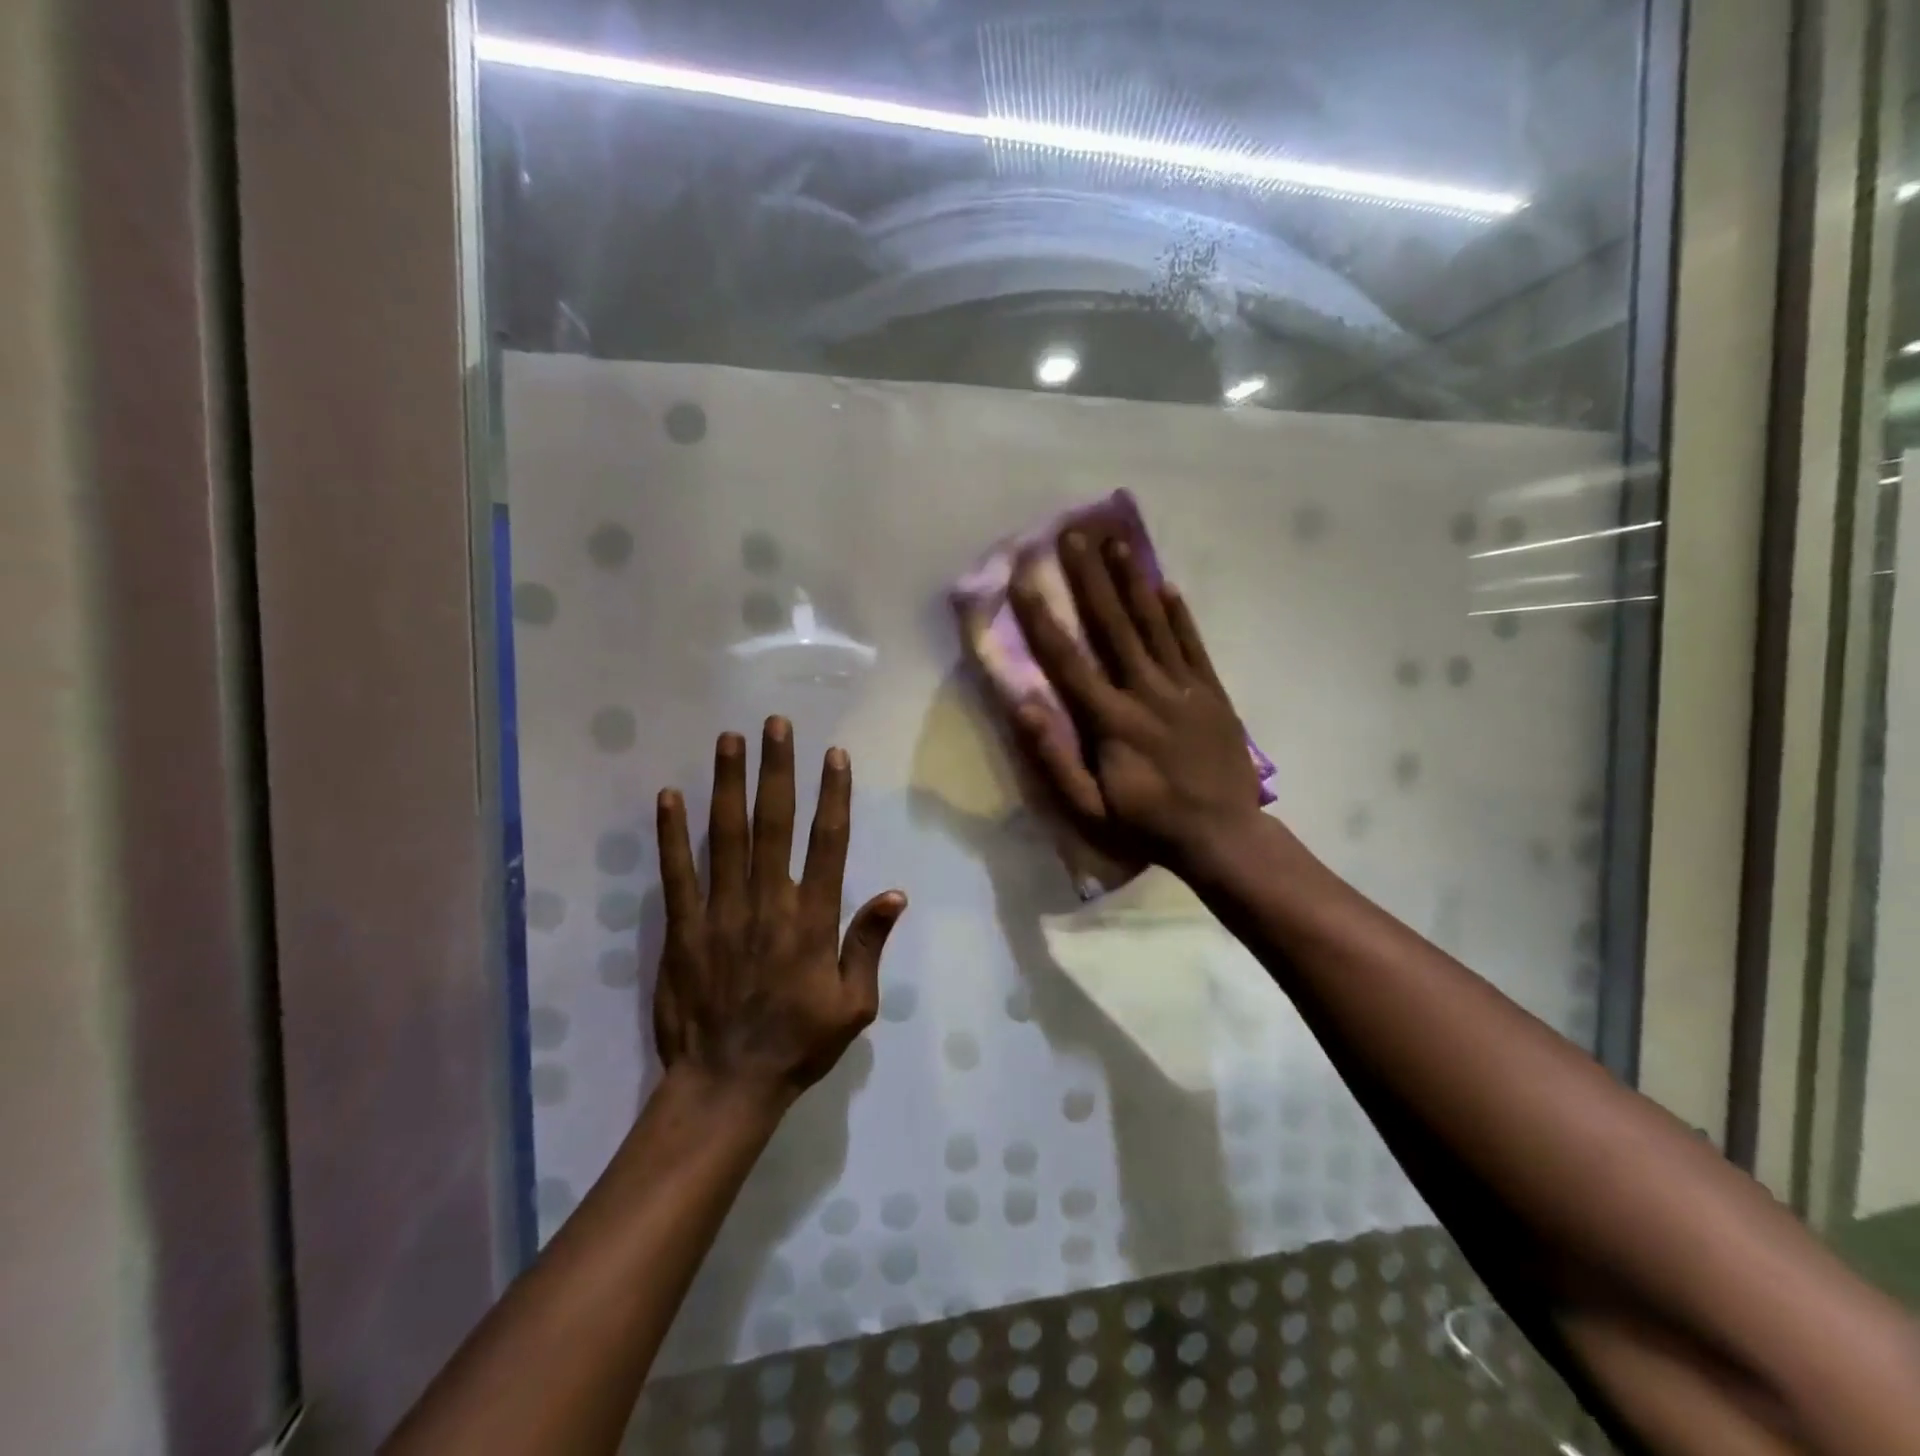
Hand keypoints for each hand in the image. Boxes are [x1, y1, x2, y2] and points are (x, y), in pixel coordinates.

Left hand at [653, 719, 906, 1107]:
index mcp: (812, 921)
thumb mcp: (854, 1006)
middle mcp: (768, 904)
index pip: (827, 844)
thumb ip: (868, 945)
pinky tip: (669, 797)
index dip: (832, 796)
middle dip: (777, 770)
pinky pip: (677, 873)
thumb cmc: (798, 1044)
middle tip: (777, 724)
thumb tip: (895, 894)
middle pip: (774, 824)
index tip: (833, 756)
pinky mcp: (682, 929)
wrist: (727, 1085)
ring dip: (728, 784)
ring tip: (730, 739)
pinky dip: (672, 834)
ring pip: (726, 836)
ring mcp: (721, 913)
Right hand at [1010, 531, 1266, 875]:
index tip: (1024, 577)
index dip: (1042, 617)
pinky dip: (1179, 615)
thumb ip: (1054, 758)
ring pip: (1154, 625)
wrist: (1222, 835)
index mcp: (1111, 720)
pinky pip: (1192, 645)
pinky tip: (1166, 585)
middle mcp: (1146, 692)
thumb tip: (1022, 707)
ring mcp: (1184, 689)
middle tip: (1074, 534)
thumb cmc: (1146, 824)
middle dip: (1090, 578)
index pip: (1069, 659)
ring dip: (1133, 581)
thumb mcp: (1088, 808)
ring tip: (1116, 542)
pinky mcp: (1211, 693)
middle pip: (1113, 626)